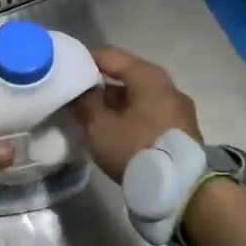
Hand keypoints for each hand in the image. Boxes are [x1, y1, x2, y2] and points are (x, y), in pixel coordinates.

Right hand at [68, 46, 201, 181]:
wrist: (181, 190)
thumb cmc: (137, 149)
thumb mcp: (101, 127)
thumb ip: (85, 103)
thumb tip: (78, 91)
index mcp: (148, 76)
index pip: (109, 55)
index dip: (84, 60)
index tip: (64, 71)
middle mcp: (167, 85)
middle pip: (126, 75)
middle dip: (99, 84)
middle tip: (75, 96)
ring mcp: (177, 108)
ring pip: (138, 96)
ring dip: (114, 103)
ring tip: (91, 116)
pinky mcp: (181, 129)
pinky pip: (149, 112)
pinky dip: (129, 116)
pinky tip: (113, 131)